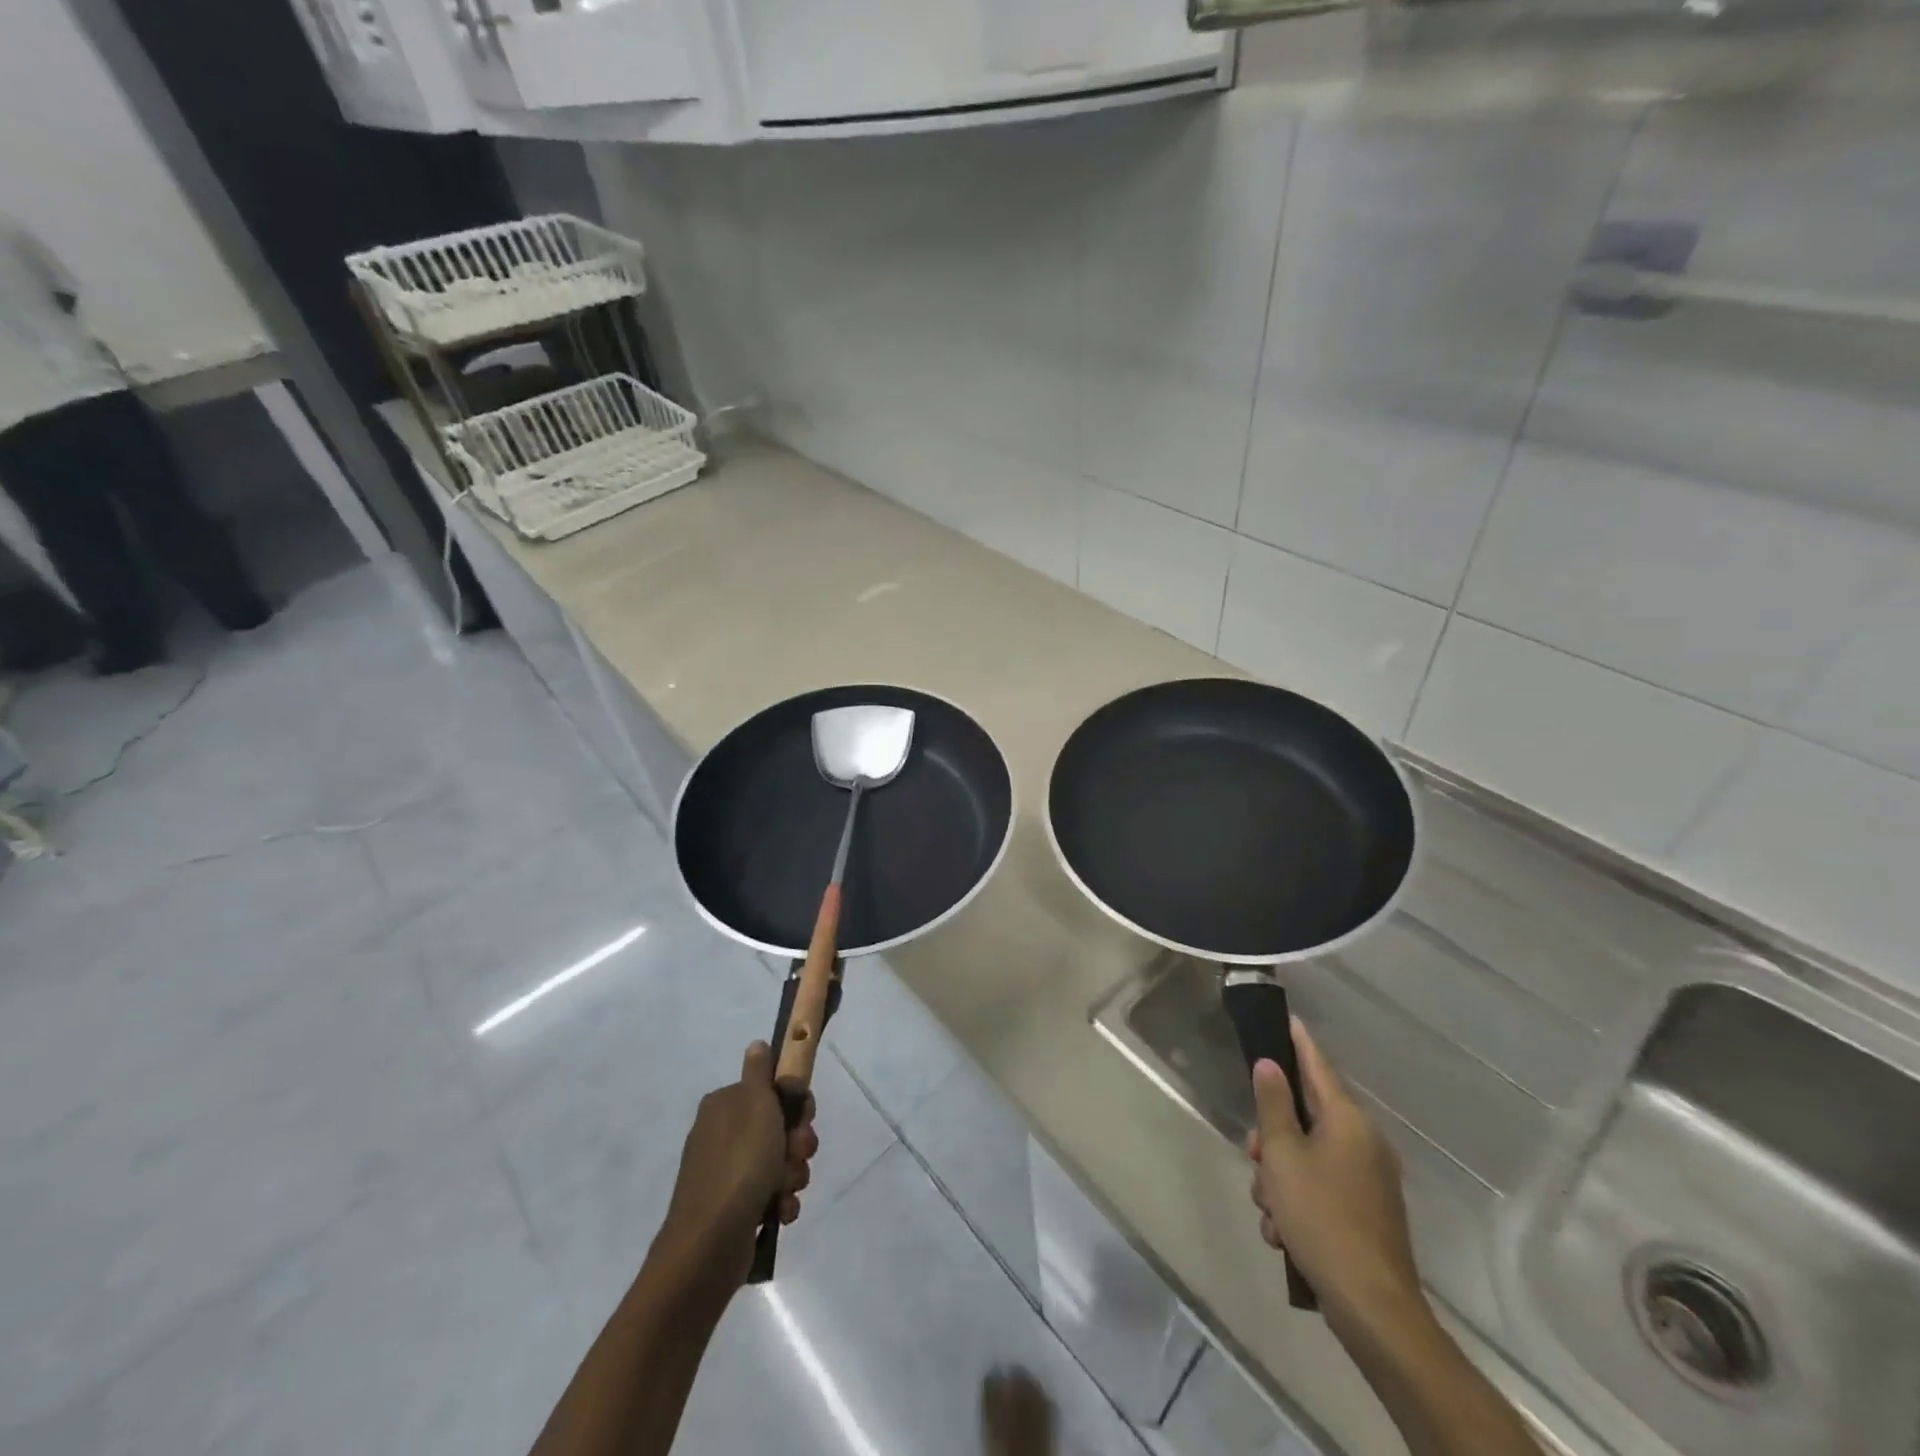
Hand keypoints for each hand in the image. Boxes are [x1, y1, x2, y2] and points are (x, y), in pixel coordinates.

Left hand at [661, 1041, 817, 1280]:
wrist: (710, 1242)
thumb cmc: (740, 1163)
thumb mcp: (756, 1104)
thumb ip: (760, 1072)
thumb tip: (756, 1044)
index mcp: (725, 1105)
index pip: (771, 1090)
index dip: (795, 1103)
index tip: (804, 1116)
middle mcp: (723, 1135)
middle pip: (779, 1127)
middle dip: (797, 1142)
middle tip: (798, 1152)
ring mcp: (727, 1173)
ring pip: (779, 1162)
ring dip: (792, 1174)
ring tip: (785, 1189)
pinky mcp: (734, 1208)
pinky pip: (771, 1195)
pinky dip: (780, 1202)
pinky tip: (779, 1212)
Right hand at [1245, 1019, 1425, 1342]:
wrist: (1373, 1308)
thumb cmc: (1321, 1217)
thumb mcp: (1283, 1156)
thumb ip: (1273, 1105)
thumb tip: (1269, 1064)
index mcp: (1349, 1121)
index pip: (1318, 1065)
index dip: (1298, 1041)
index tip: (1285, 1017)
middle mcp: (1365, 1142)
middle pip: (1306, 1117)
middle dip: (1272, 1136)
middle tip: (1254, 1158)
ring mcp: (1370, 1179)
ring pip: (1308, 1156)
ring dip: (1280, 1177)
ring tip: (1270, 1211)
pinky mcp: (1367, 1212)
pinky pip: (1321, 1187)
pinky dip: (1298, 1201)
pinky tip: (1285, 1233)